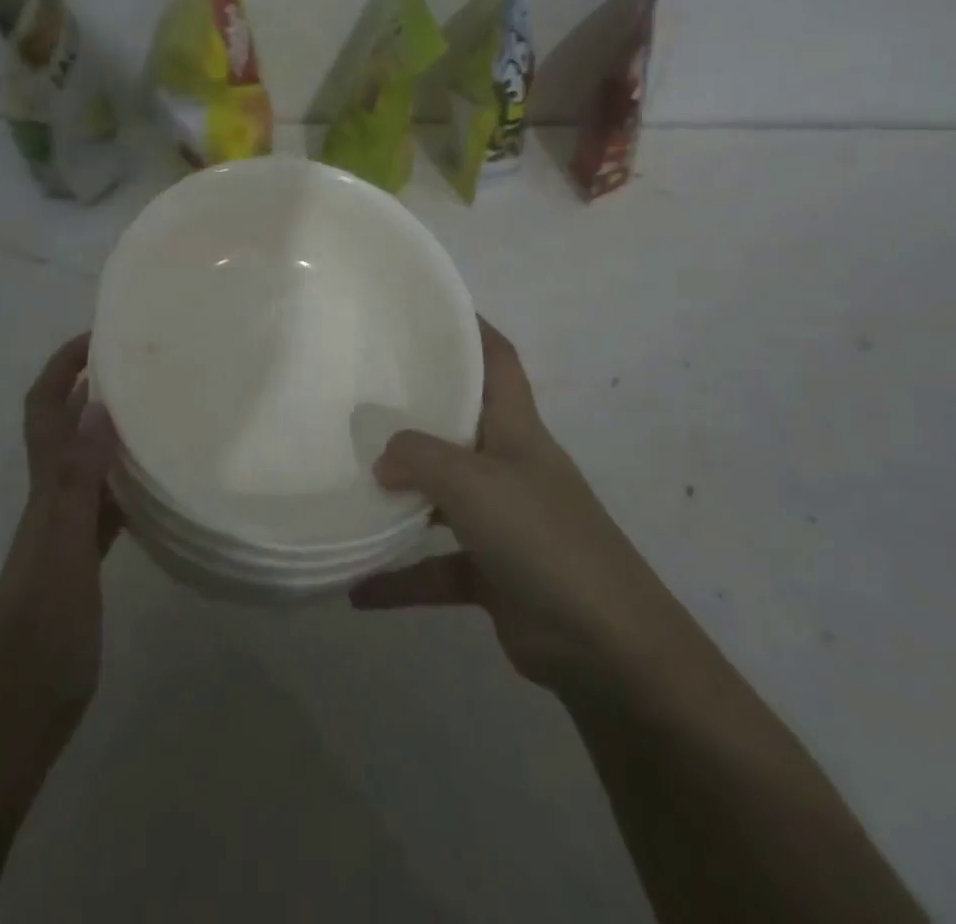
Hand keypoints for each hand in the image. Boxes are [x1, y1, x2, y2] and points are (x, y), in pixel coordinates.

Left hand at [0, 334, 121, 733]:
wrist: (16, 713)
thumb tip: (96, 405)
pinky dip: (129, 480)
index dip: (62, 366)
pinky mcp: (85, 559)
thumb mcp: (63, 549)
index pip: (44, 408)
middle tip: (143, 361)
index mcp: (46, 487)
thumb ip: (78, 479)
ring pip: (90, 461)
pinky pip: (110, 503)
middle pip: (66, 426)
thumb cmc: (40, 629)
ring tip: (160, 408)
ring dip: (113, 429)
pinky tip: (159, 481)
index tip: (99, 334)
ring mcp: (68, 530)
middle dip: (92, 384)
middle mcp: (53, 498)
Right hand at [351, 318, 646, 696]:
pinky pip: (436, 567)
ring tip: (349, 484)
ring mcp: (503, 521)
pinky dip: (402, 578)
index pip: (498, 360)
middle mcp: (509, 466)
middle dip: (418, 411)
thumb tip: (383, 460)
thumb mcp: (473, 483)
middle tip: (363, 396)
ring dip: (402, 498)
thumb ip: (420, 458)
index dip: (472, 328)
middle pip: (461, 424)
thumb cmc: (541, 538)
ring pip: (442, 498)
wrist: (606, 645)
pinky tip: (358, 588)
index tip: (428, 309)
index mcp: (516, 429)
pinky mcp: (494, 572)